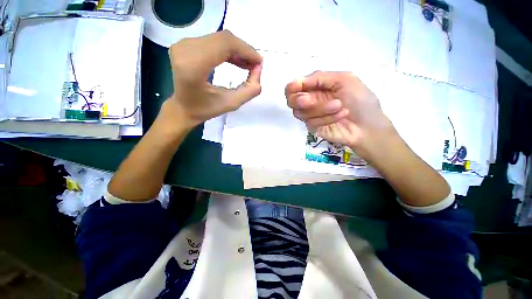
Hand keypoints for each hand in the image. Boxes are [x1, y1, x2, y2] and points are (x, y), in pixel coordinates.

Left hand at [164, 30, 262, 128]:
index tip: (259, 63)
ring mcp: (183, 44)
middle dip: (243, 50)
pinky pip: (212, 41)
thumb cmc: (205, 109)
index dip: (246, 50)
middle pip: (223, 39)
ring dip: (237, 50)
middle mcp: (185, 49)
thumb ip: (249, 89)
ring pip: (219, 39)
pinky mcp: (184, 44)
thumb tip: (259, 69)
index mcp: (194, 66)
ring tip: (247, 65)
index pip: (225, 44)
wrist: (183, 108)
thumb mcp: (231, 104)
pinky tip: (236, 60)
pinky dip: (227, 50)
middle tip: (254, 65)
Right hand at [285, 71, 395, 159]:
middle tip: (307, 100)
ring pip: (300, 112)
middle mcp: (310, 101)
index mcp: (316, 87)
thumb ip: (320, 77)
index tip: (297, 87)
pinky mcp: (313, 128)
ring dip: (320, 108)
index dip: (292, 87)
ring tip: (339, 106)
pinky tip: (340, 116)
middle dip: (298, 99)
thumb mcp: (345, 79)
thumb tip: (298, 80)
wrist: (368, 126)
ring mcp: (310, 115)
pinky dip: (326, 118)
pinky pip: (310, 122)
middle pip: (291, 101)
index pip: (294, 87)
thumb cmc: (360, 100)